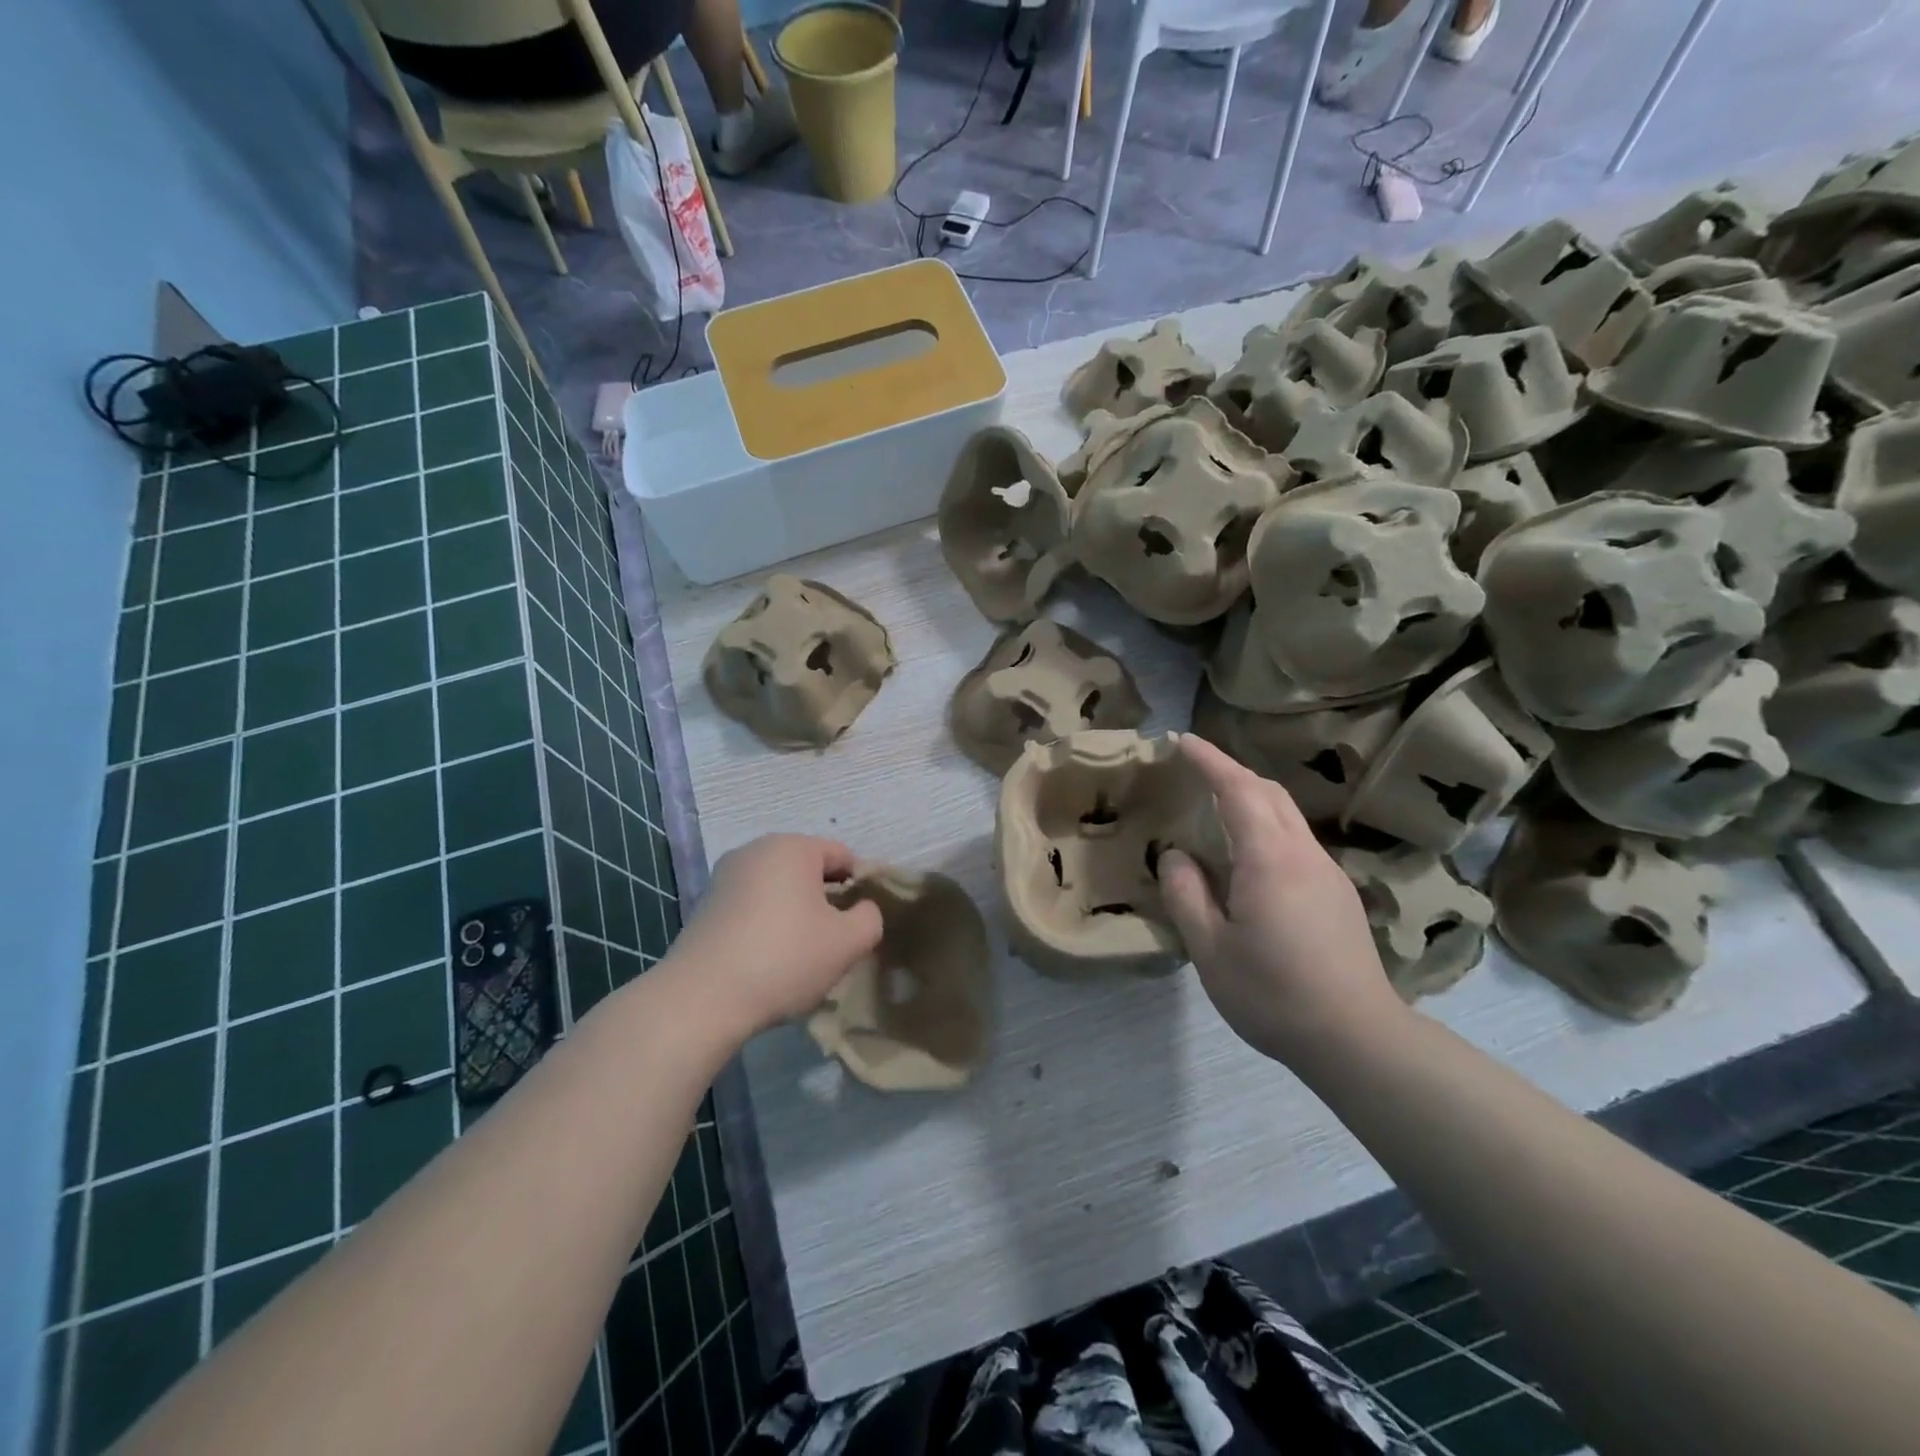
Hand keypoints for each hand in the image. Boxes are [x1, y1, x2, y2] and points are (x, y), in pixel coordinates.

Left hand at [668, 834, 883, 1042]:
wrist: (701, 999)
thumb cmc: (784, 959)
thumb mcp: (848, 943)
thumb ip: (870, 918)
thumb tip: (861, 909)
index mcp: (792, 847)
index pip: (842, 856)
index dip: (860, 886)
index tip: (861, 923)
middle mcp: (755, 850)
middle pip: (808, 869)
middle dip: (826, 900)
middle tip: (835, 940)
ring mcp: (725, 877)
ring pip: (778, 889)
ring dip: (796, 913)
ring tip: (802, 954)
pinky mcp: (705, 905)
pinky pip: (752, 906)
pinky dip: (767, 924)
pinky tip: (769, 960)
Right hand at [1160, 734, 1404, 1063]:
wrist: (1357, 1038)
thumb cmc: (1273, 993)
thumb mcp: (1210, 949)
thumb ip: (1186, 895)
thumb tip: (1176, 856)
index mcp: (1270, 859)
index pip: (1239, 790)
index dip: (1209, 760)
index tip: (1181, 740)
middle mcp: (1304, 854)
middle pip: (1269, 793)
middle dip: (1232, 770)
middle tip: (1196, 767)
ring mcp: (1328, 873)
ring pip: (1287, 816)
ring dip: (1252, 797)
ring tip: (1217, 805)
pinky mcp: (1338, 895)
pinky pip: (1297, 841)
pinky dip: (1268, 826)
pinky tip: (1250, 855)